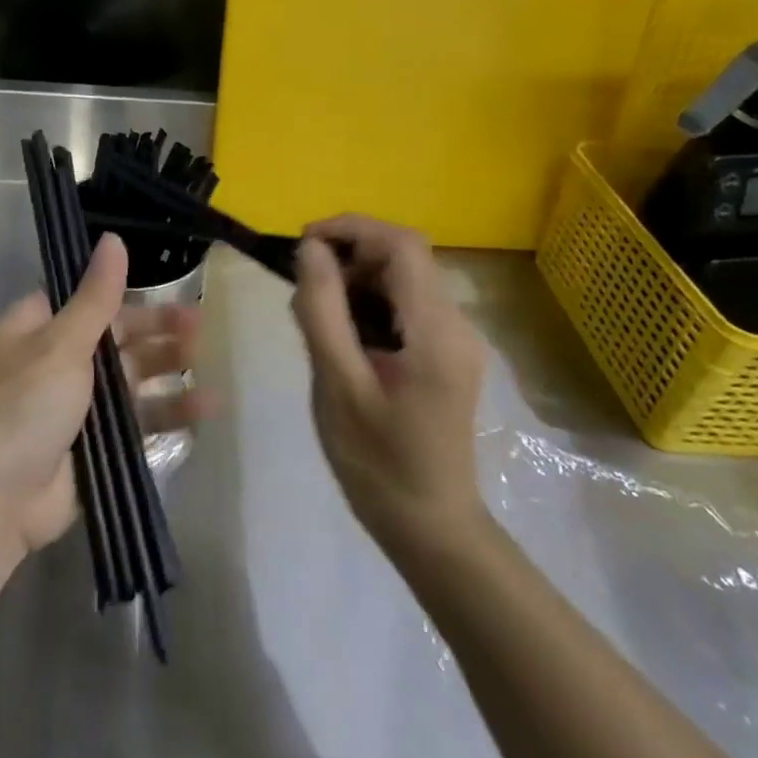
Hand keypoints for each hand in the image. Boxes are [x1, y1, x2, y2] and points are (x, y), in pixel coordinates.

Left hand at [0, 233, 205, 560]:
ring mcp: (76, 407)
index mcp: (38, 329)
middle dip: (156, 332)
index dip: (126, 294)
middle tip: (200, 327)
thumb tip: (113, 238)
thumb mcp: (61, 343)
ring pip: (130, 380)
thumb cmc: (23, 406)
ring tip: (207, 366)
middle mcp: (56, 362)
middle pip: (115, 338)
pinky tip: (203, 410)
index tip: (169, 288)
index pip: (87, 300)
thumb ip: (95, 296)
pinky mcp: (94, 447)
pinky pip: (137, 423)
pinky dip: (167, 415)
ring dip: (167, 372)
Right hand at [292, 215, 488, 551]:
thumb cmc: (377, 462)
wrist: (429, 527)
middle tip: (301, 288)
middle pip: (404, 257)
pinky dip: (368, 303)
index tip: (302, 245)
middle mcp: (456, 324)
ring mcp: (455, 340)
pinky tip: (341, 336)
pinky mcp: (446, 354)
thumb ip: (322, 311)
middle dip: (349, 255)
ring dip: (355, 280)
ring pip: (402, 279)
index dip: (350, 229)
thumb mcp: (338, 384)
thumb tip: (309, 249)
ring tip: (314, 316)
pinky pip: (405, 306)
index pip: (401, 244)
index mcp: (436, 331)